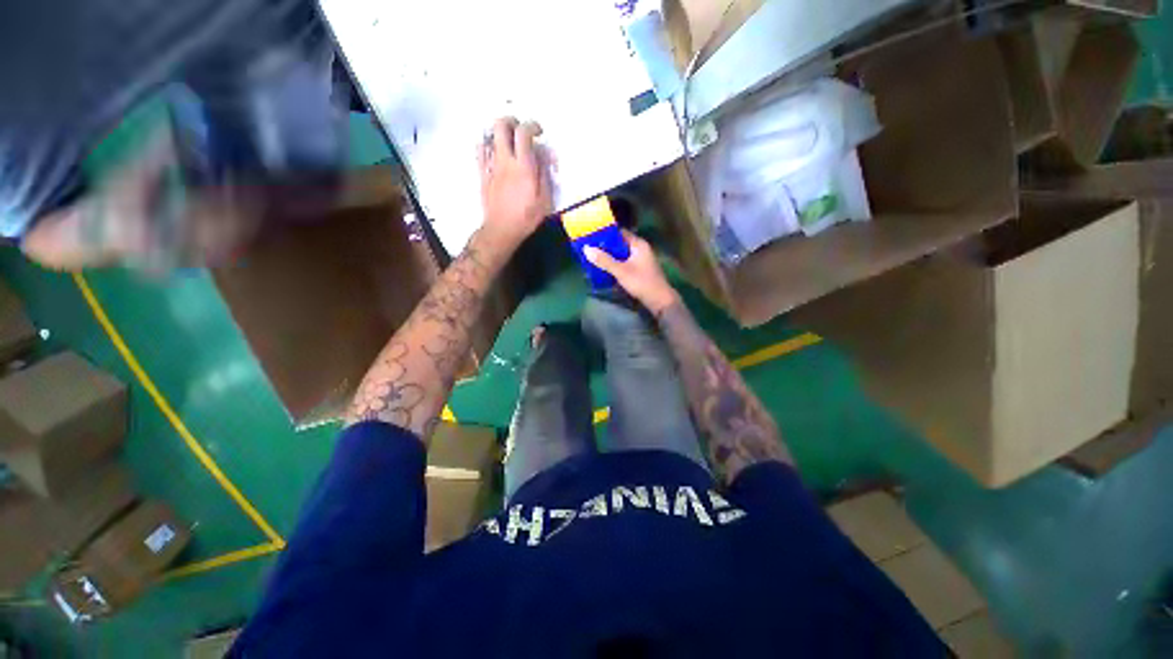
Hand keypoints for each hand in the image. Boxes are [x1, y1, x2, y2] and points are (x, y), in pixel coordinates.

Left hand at [479, 117, 552, 250]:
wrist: (502, 230)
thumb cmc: (526, 217)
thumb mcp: (545, 199)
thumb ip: (544, 174)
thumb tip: (543, 155)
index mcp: (523, 167)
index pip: (523, 132)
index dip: (532, 125)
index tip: (538, 132)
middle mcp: (505, 161)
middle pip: (501, 126)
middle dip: (511, 121)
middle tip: (520, 129)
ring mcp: (491, 166)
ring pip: (489, 136)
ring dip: (500, 133)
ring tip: (509, 142)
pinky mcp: (482, 174)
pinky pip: (480, 151)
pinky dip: (487, 145)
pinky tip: (494, 152)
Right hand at [584, 230, 679, 313]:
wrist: (659, 300)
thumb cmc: (641, 282)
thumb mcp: (621, 271)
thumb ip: (604, 260)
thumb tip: (586, 248)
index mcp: (638, 244)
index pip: (620, 233)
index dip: (605, 234)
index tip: (591, 236)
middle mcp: (640, 249)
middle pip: (620, 244)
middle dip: (605, 247)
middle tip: (590, 249)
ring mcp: (641, 260)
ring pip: (622, 255)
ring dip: (610, 257)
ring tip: (594, 258)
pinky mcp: (640, 270)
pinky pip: (625, 263)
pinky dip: (616, 265)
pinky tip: (605, 269)